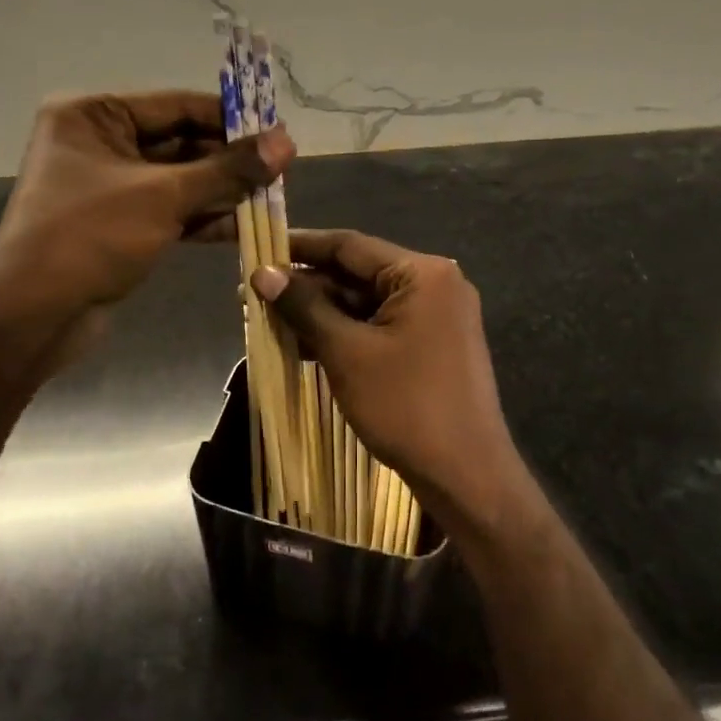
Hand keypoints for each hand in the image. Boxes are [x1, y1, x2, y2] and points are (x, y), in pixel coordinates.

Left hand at [0, 91, 291, 367]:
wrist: (34, 314)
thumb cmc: (91, 237)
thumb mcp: (164, 196)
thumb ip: (227, 170)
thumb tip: (286, 142)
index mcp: (93, 115)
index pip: (176, 105)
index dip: (230, 119)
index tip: (278, 132)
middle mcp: (98, 142)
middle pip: (179, 142)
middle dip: (228, 160)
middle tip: (281, 171)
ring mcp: (108, 186)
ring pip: (178, 179)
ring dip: (221, 190)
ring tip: (272, 198)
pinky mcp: (118, 223)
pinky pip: (168, 209)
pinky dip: (202, 217)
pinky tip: (243, 225)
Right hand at [251, 229, 528, 534]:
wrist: (466, 475)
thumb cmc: (406, 405)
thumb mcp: (346, 352)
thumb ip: (304, 307)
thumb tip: (262, 273)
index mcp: (423, 274)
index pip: (350, 246)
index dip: (300, 246)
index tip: (259, 247)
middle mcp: (435, 285)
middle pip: (358, 275)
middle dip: (306, 287)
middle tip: (254, 294)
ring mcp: (436, 318)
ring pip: (366, 304)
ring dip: (320, 313)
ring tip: (268, 319)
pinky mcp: (431, 347)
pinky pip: (379, 328)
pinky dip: (344, 334)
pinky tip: (301, 344)